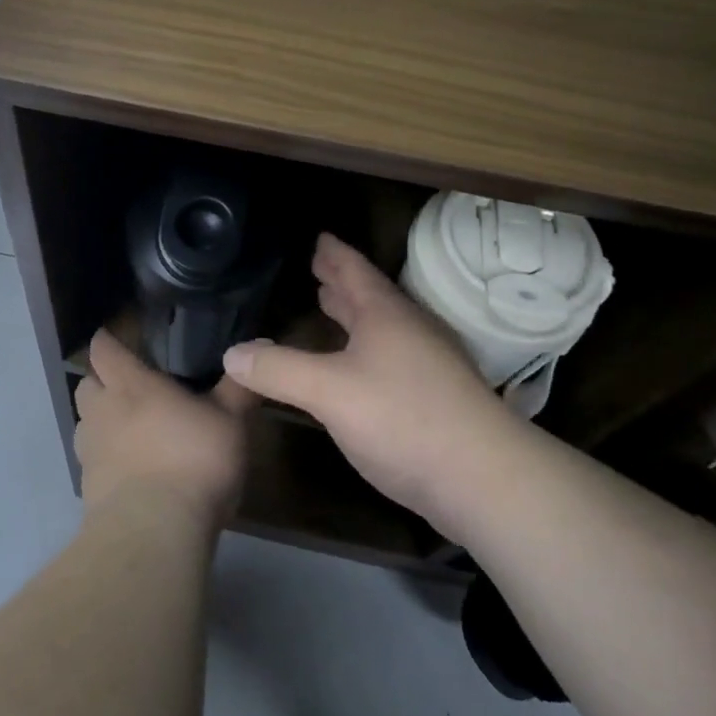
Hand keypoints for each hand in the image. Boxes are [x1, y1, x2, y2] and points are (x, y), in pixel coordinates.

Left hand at [73, 330, 254, 528]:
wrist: (155, 533)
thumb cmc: (193, 460)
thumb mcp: (229, 421)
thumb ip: (238, 386)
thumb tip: (257, 345)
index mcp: (130, 384)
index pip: (103, 350)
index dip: (106, 342)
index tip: (114, 339)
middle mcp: (102, 411)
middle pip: (86, 385)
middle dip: (100, 382)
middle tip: (127, 387)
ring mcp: (90, 452)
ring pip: (84, 425)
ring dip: (100, 423)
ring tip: (129, 431)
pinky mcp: (87, 491)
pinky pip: (91, 463)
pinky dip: (106, 461)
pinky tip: (130, 473)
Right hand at [223, 233, 511, 529]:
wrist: (485, 480)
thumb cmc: (403, 418)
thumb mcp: (329, 392)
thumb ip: (278, 370)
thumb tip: (231, 354)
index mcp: (385, 314)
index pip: (354, 269)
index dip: (332, 252)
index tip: (317, 236)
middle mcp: (409, 329)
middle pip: (370, 295)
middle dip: (342, 282)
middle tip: (318, 269)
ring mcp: (428, 364)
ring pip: (384, 327)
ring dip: (356, 314)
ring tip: (332, 306)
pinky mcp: (437, 397)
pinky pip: (392, 355)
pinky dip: (367, 347)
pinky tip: (359, 367)